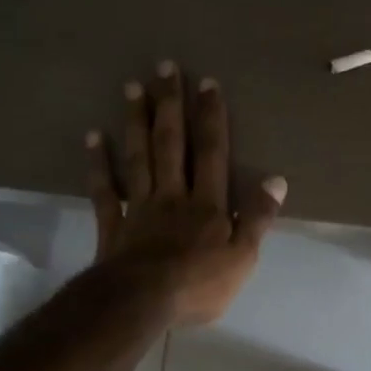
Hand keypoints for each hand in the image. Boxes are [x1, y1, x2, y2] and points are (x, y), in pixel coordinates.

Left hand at [87, 62, 285, 325]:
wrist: (141, 303)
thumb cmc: (199, 285)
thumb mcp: (243, 257)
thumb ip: (258, 218)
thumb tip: (277, 180)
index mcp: (207, 205)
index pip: (212, 154)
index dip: (212, 118)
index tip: (208, 83)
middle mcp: (173, 196)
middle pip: (171, 145)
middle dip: (171, 105)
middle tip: (164, 68)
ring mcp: (140, 208)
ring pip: (138, 158)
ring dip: (136, 122)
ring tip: (133, 88)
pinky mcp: (114, 226)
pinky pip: (105, 190)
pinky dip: (98, 164)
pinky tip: (93, 138)